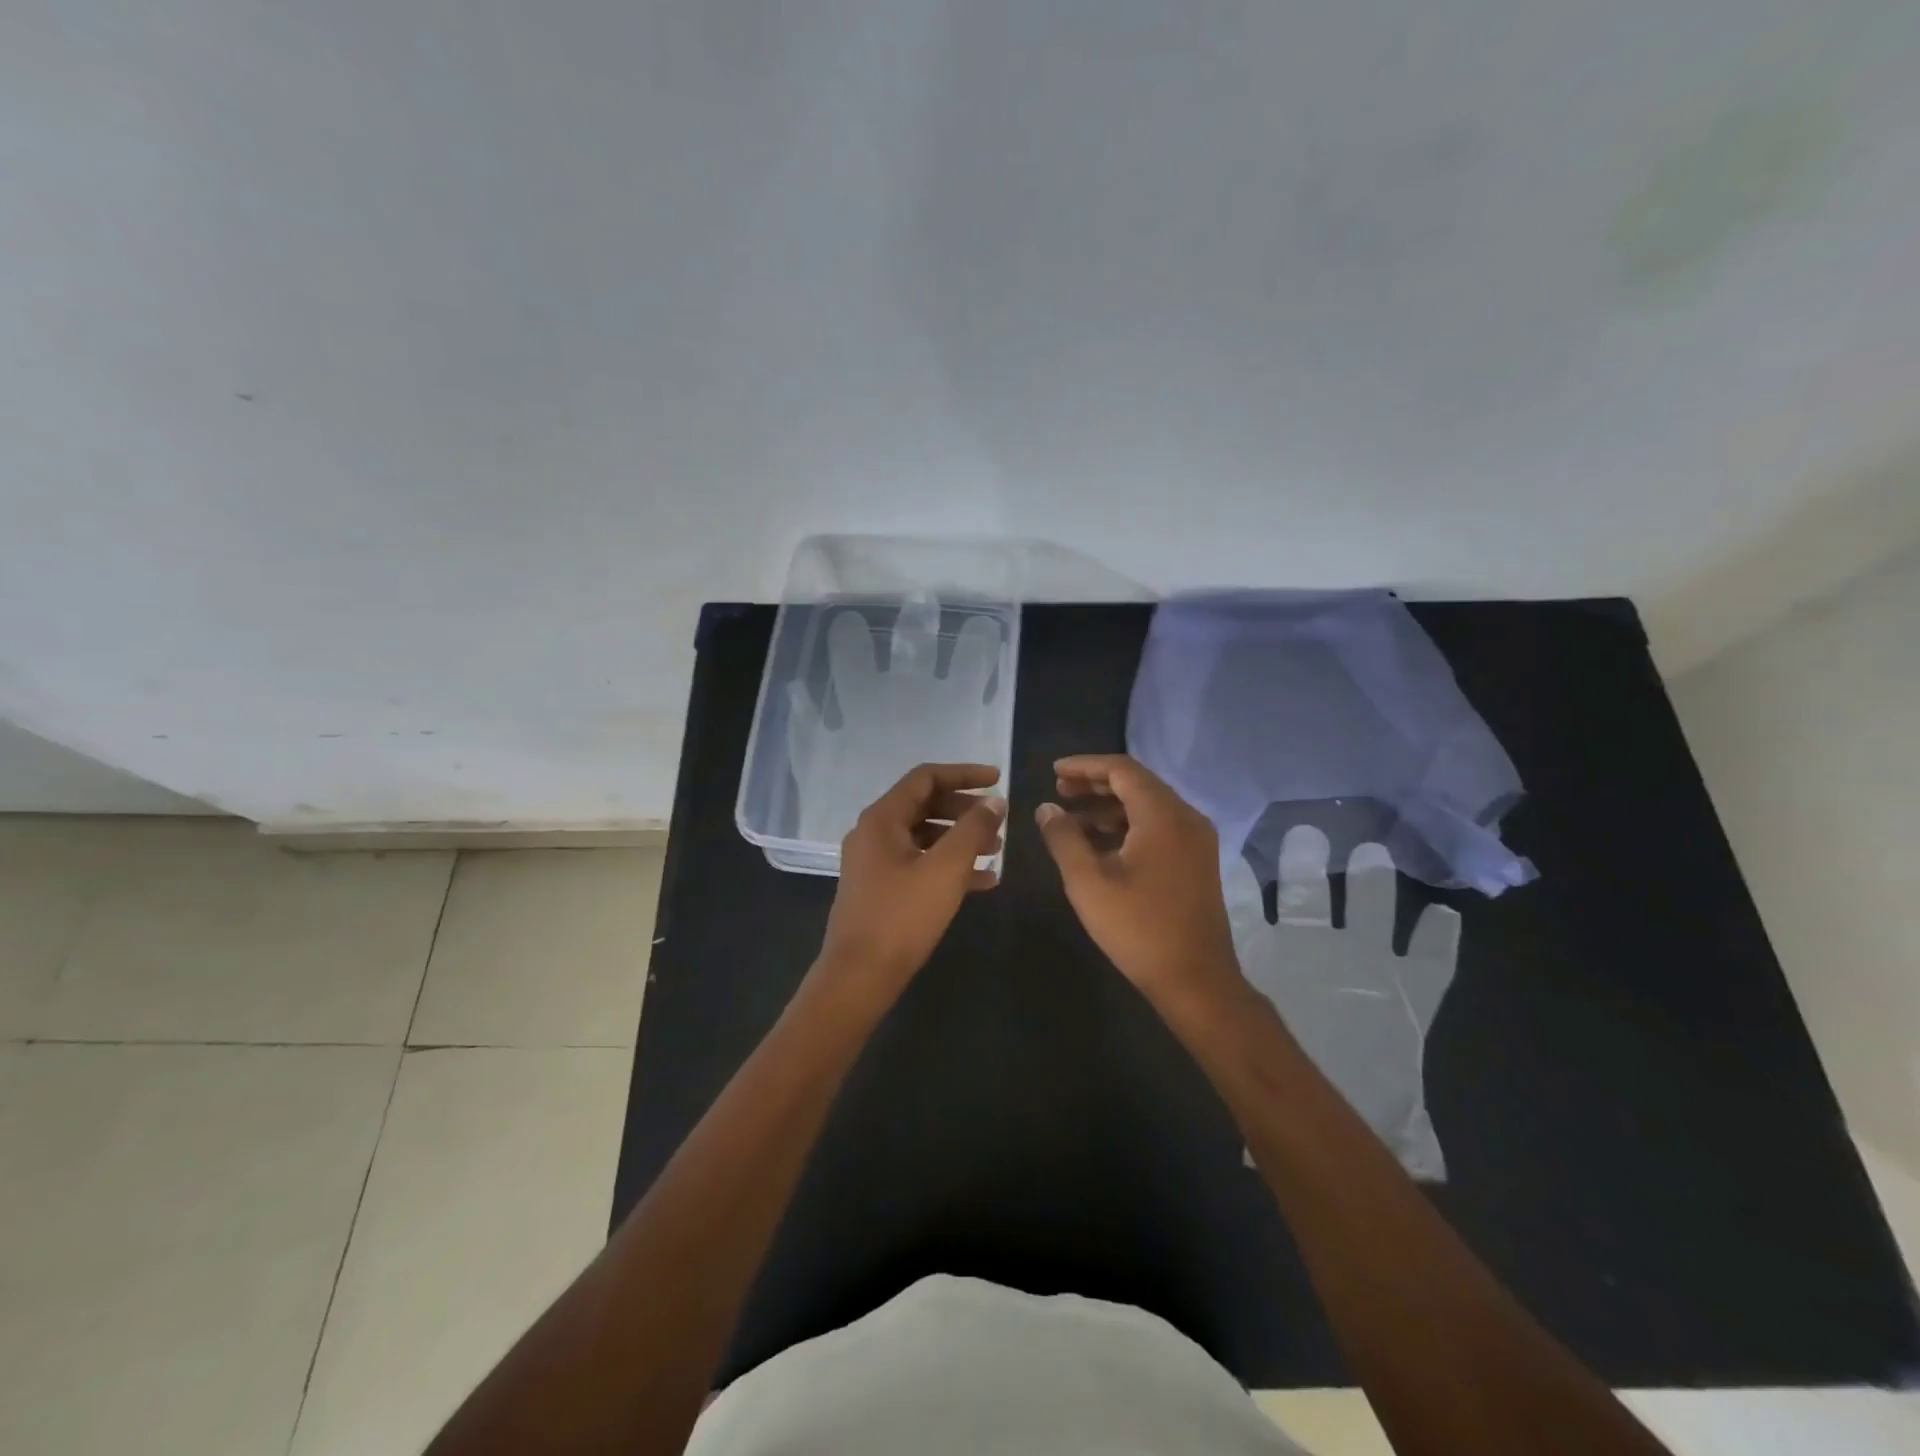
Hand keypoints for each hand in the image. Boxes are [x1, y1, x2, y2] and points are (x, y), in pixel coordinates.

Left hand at [813, 763, 1005, 1006]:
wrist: (859, 976)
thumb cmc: (902, 916)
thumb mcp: (945, 869)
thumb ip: (973, 829)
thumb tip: (994, 802)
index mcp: (882, 819)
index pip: (926, 778)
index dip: (964, 774)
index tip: (998, 780)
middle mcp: (874, 833)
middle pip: (925, 805)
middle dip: (965, 810)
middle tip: (998, 820)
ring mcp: (875, 863)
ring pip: (924, 836)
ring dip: (960, 839)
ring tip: (996, 852)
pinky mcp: (881, 889)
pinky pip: (919, 864)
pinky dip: (948, 865)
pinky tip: (983, 881)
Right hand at [1035, 754, 1243, 1010]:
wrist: (1196, 980)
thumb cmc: (1138, 928)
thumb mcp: (1088, 882)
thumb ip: (1063, 838)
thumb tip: (1046, 808)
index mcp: (1163, 815)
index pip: (1122, 769)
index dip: (1085, 766)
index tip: (1054, 771)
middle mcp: (1186, 818)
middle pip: (1137, 784)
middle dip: (1095, 784)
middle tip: (1059, 792)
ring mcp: (1196, 840)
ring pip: (1148, 807)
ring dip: (1109, 807)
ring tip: (1071, 819)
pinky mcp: (1196, 861)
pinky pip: (1159, 828)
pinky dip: (1127, 826)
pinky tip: (1099, 844)